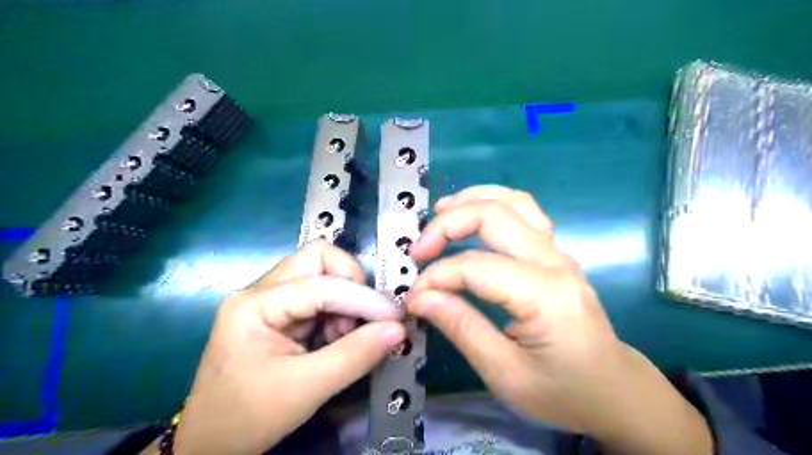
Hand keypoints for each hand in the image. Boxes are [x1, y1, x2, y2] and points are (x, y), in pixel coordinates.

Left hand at [170, 240, 406, 452]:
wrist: (209, 445)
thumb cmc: (247, 417)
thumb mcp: (306, 389)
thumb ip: (355, 356)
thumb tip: (398, 329)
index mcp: (255, 304)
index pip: (321, 284)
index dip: (363, 298)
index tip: (395, 318)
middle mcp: (261, 291)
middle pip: (318, 260)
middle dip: (351, 283)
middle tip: (366, 317)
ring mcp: (269, 300)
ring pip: (321, 275)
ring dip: (345, 301)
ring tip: (346, 336)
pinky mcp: (280, 313)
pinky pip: (319, 296)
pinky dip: (337, 313)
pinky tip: (336, 339)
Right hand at [406, 185, 711, 454]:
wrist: (614, 390)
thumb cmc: (563, 391)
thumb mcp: (506, 374)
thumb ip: (461, 328)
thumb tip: (420, 297)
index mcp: (544, 294)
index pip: (475, 267)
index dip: (436, 277)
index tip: (412, 297)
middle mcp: (553, 260)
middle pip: (492, 215)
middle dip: (445, 225)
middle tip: (418, 250)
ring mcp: (558, 251)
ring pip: (511, 200)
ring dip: (470, 200)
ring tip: (438, 214)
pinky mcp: (555, 252)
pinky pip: (523, 210)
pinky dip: (491, 204)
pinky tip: (472, 215)